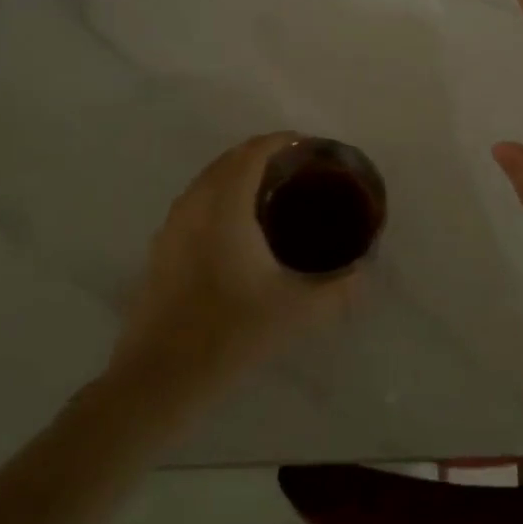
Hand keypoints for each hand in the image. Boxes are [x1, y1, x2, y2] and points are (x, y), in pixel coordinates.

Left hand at [112, 132, 356, 396]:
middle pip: (229, 160)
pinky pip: (194, 205)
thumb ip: (339, 289)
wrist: (157, 381)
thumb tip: (365, 273)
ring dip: (237, 176)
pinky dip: (218, 199)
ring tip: (272, 195)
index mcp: (225, 206)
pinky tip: (238, 231)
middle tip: (299, 171)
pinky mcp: (159, 251)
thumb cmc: (230, 334)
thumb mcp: (298, 312)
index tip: (310, 148)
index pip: (253, 152)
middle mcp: (194, 205)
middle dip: (263, 156)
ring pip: (207, 182)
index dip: (282, 141)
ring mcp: (171, 228)